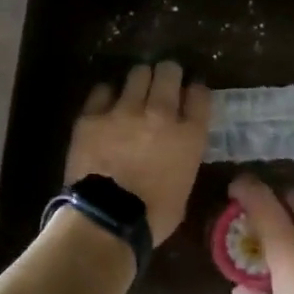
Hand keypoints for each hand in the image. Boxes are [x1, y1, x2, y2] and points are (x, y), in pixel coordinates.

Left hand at [64, 61, 210, 246]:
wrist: (106, 221)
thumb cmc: (153, 216)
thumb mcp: (184, 188)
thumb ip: (184, 158)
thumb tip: (176, 149)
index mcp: (189, 135)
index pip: (200, 94)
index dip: (195, 91)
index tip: (190, 94)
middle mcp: (161, 113)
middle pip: (169, 72)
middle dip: (168, 73)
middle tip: (163, 82)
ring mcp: (125, 110)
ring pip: (137, 73)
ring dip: (140, 80)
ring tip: (135, 89)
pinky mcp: (93, 114)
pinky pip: (103, 90)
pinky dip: (107, 95)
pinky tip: (106, 105)